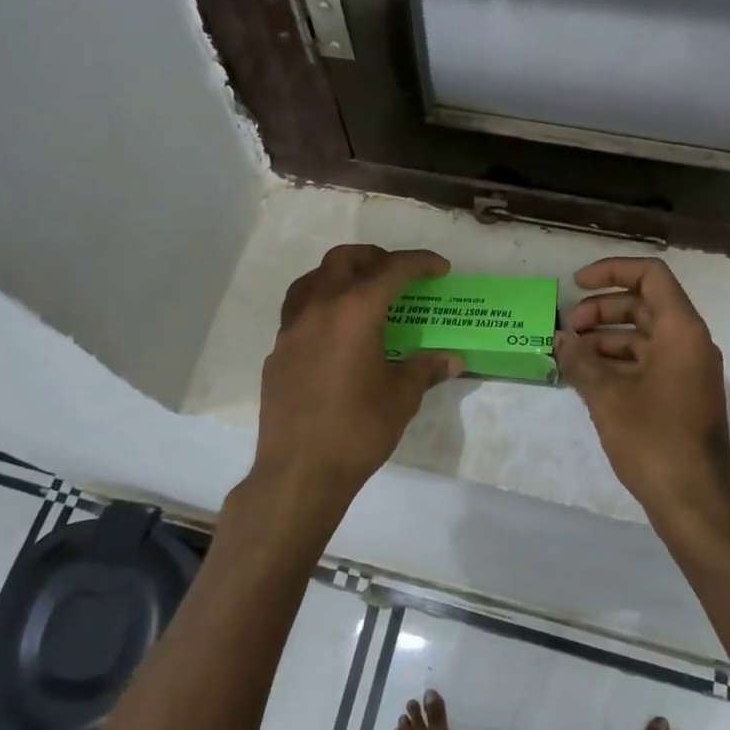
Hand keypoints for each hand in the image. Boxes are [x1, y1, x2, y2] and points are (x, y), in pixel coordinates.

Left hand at [243, 245, 461, 538]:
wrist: (299, 471)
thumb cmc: (358, 430)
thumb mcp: (401, 397)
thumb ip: (425, 369)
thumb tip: (451, 360)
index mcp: (355, 311)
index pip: (392, 270)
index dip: (420, 263)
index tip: (440, 268)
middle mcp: (319, 307)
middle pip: (345, 260)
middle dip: (375, 258)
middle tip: (398, 275)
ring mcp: (292, 328)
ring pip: (313, 279)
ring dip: (340, 275)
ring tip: (361, 292)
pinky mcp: (277, 351)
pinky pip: (298, 310)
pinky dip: (320, 304)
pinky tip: (334, 332)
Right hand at [555, 257, 729, 525]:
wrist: (694, 504)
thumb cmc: (653, 441)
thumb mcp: (608, 397)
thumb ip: (580, 361)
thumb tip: (560, 339)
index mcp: (681, 332)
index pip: (651, 276)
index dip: (612, 271)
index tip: (576, 284)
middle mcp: (690, 344)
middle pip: (644, 305)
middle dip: (602, 309)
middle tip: (567, 329)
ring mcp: (687, 372)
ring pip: (643, 336)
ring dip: (606, 338)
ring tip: (570, 353)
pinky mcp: (680, 396)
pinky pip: (647, 362)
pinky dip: (618, 362)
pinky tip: (587, 377)